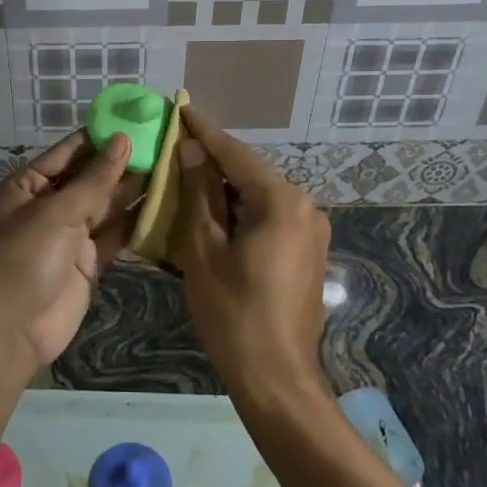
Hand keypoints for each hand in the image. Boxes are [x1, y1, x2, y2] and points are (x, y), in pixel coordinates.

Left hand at [0, 131, 142, 369]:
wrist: (10, 331)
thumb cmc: (23, 259)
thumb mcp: (55, 213)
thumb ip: (94, 179)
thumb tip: (123, 140)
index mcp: (28, 186)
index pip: (69, 152)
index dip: (101, 136)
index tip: (137, 118)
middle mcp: (49, 205)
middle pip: (90, 177)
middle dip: (123, 161)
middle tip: (165, 141)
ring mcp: (69, 235)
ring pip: (106, 205)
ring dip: (134, 189)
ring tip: (172, 165)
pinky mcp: (87, 262)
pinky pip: (114, 235)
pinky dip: (136, 222)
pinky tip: (165, 203)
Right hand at [175, 107, 331, 404]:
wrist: (277, 378)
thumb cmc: (233, 313)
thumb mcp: (204, 249)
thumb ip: (199, 193)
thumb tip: (193, 150)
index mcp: (281, 201)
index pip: (236, 154)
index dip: (204, 132)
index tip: (181, 108)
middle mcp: (305, 206)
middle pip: (249, 173)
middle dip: (212, 162)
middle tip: (176, 148)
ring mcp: (311, 230)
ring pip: (258, 196)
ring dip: (224, 190)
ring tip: (186, 180)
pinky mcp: (308, 252)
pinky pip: (269, 217)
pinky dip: (240, 212)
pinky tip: (212, 216)